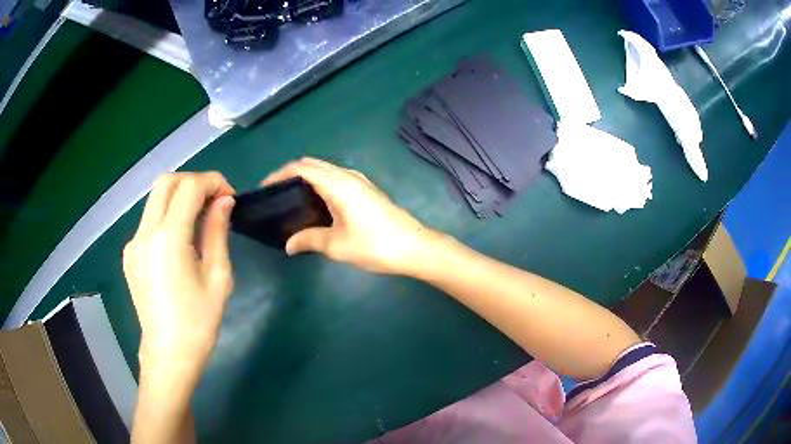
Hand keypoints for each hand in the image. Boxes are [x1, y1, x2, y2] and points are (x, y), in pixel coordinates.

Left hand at [123, 172, 234, 377]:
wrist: (169, 354)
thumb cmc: (198, 322)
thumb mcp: (218, 277)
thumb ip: (217, 232)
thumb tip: (224, 201)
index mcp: (168, 238)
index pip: (189, 187)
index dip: (213, 182)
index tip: (229, 198)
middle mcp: (145, 232)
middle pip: (166, 182)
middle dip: (193, 182)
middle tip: (213, 201)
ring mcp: (133, 243)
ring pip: (154, 199)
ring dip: (179, 197)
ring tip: (198, 220)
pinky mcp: (129, 254)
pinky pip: (148, 221)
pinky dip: (166, 217)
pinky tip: (179, 243)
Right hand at [262, 157, 434, 274]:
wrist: (415, 247)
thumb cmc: (375, 244)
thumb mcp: (337, 245)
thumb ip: (309, 240)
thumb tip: (288, 245)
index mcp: (337, 183)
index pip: (301, 167)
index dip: (280, 173)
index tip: (264, 188)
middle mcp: (347, 175)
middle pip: (312, 164)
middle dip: (291, 174)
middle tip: (276, 195)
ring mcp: (359, 181)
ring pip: (325, 170)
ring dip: (306, 179)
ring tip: (291, 201)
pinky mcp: (366, 190)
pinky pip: (336, 178)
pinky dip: (320, 184)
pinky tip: (316, 206)